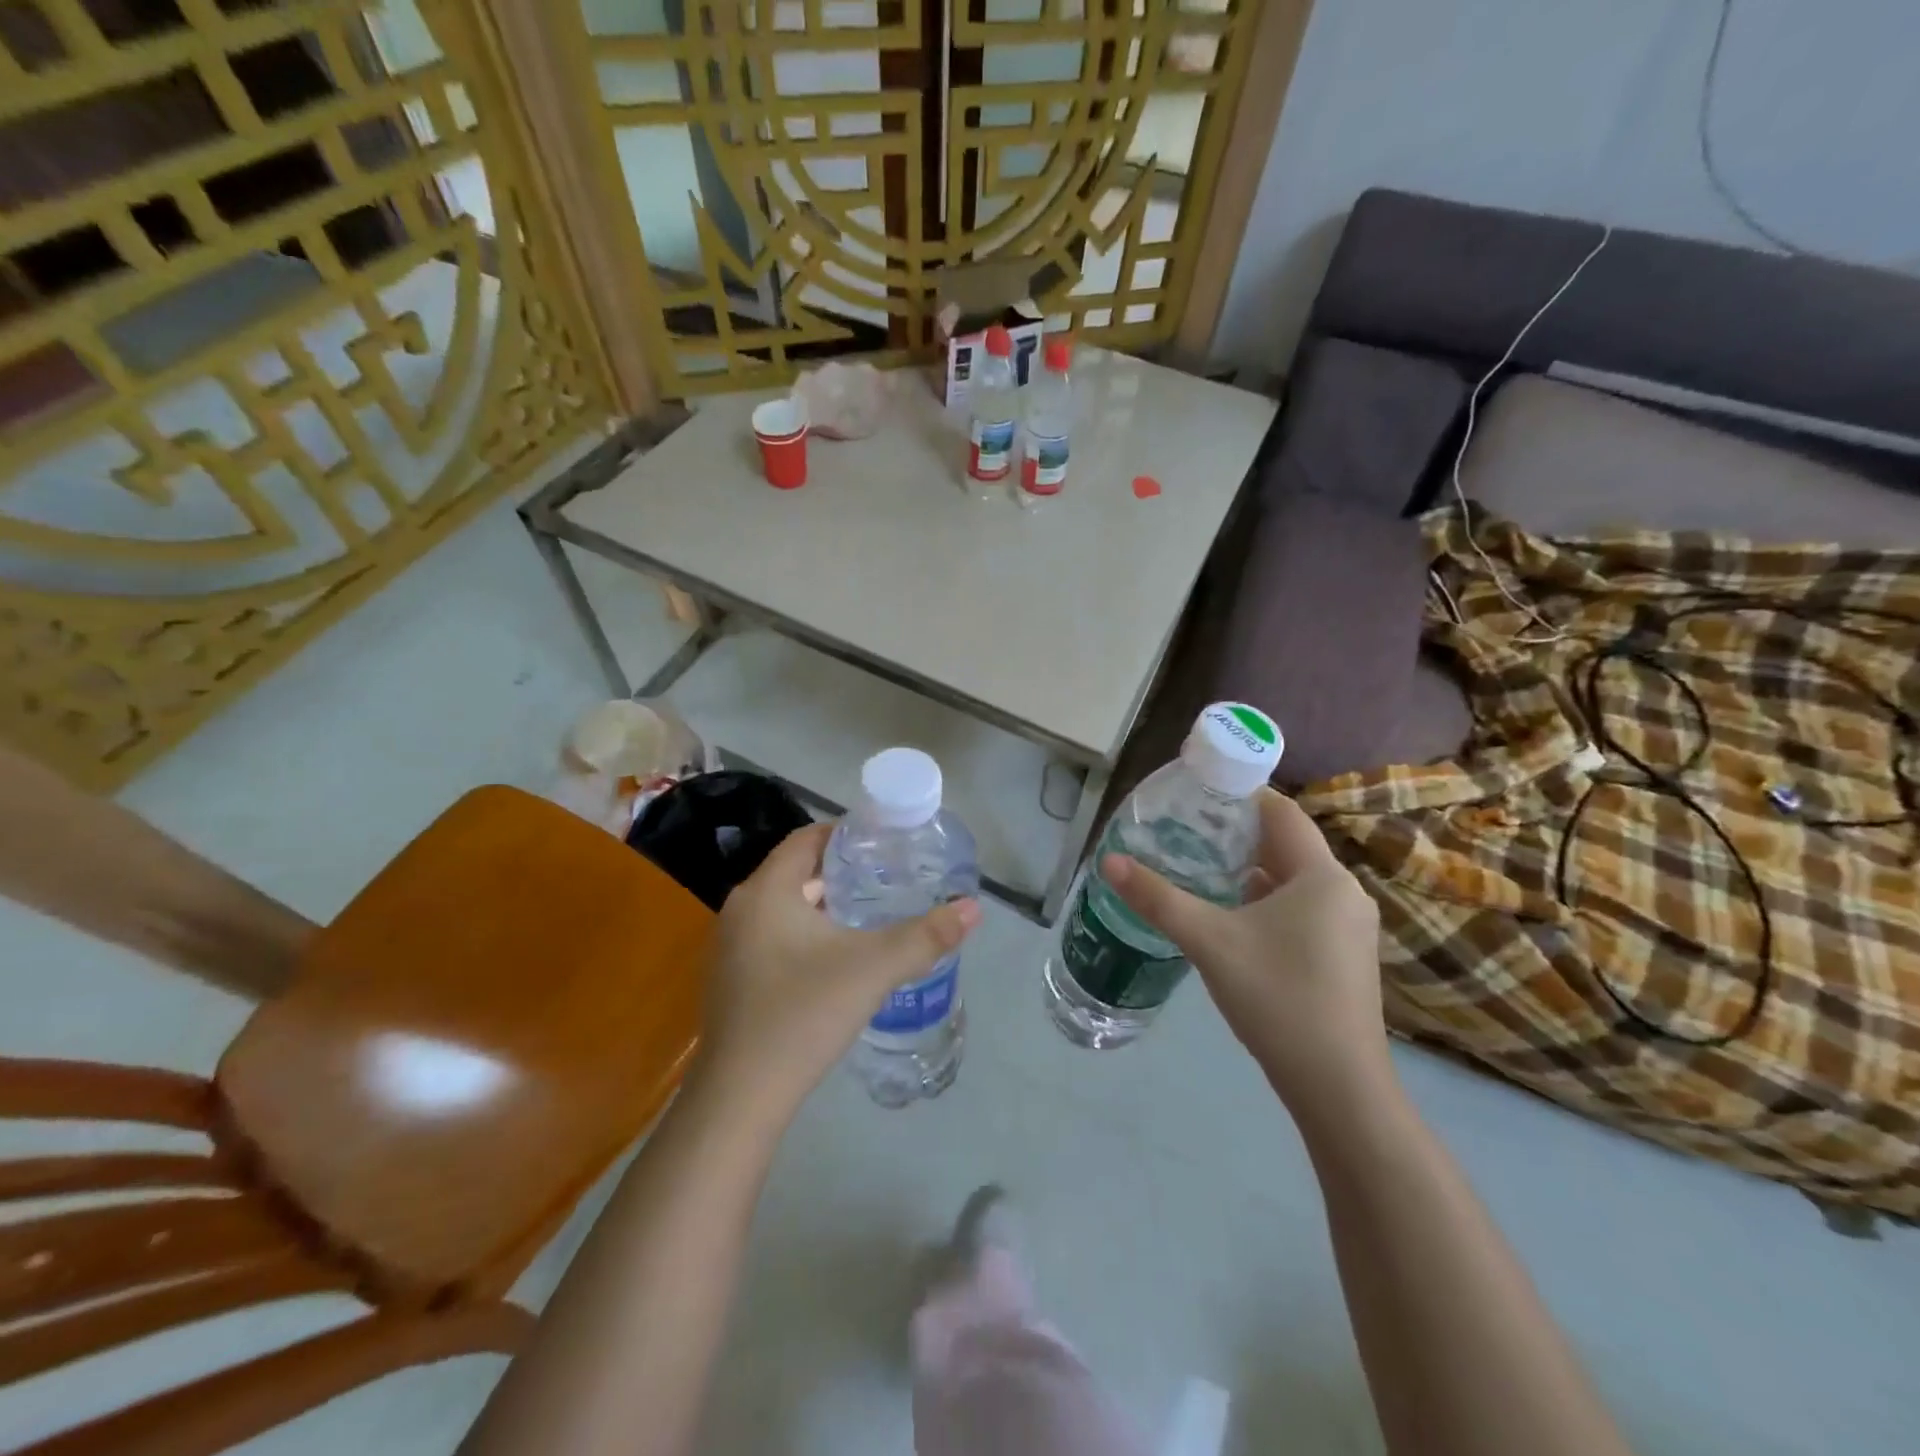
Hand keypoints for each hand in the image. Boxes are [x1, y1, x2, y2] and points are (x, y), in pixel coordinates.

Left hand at [693, 822, 980, 1121]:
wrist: (741, 1098)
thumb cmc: (804, 1014)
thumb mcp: (874, 969)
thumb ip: (927, 936)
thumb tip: (973, 908)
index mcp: (766, 891)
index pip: (807, 839)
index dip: (846, 834)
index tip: (885, 844)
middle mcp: (741, 909)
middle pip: (797, 872)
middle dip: (841, 871)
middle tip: (887, 878)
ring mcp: (730, 946)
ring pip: (785, 907)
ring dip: (824, 904)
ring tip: (870, 913)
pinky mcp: (732, 979)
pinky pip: (773, 936)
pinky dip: (805, 933)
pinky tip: (836, 958)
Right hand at [1104, 788, 1391, 1115]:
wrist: (1339, 1087)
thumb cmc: (1277, 998)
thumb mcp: (1209, 942)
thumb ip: (1158, 898)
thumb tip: (1109, 862)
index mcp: (1321, 876)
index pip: (1282, 813)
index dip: (1241, 796)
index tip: (1198, 792)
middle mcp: (1343, 893)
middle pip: (1287, 845)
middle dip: (1238, 834)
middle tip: (1186, 828)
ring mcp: (1349, 927)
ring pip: (1293, 881)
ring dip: (1251, 871)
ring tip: (1200, 866)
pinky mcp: (1344, 956)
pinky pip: (1302, 909)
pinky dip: (1267, 902)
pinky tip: (1231, 916)